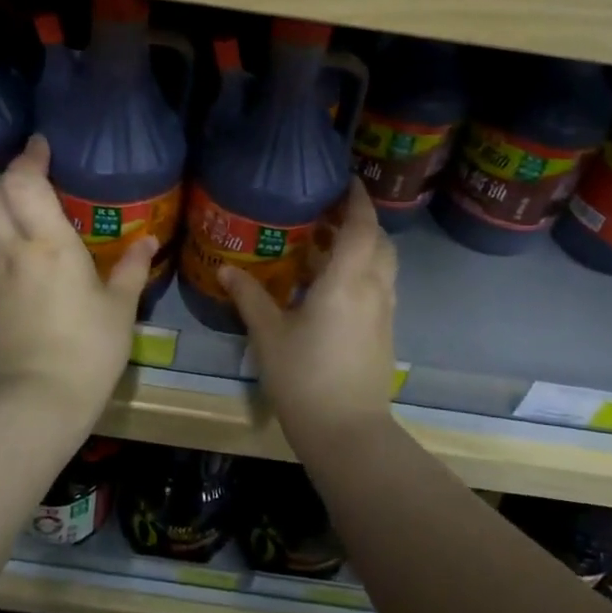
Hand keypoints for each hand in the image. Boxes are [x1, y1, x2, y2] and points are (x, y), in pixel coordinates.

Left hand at [0, 136, 154, 421]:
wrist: (38, 399)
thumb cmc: (89, 349)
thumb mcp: (120, 308)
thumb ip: (131, 268)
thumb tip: (148, 241)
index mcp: (50, 245)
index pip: (24, 183)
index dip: (29, 157)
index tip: (41, 145)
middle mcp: (14, 251)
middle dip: (7, 175)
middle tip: (33, 174)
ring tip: (23, 207)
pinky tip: (18, 247)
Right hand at [219, 179, 397, 449]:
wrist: (348, 432)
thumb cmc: (305, 376)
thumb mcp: (269, 334)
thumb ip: (250, 297)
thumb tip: (226, 270)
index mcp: (348, 280)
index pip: (362, 226)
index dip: (358, 199)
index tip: (347, 180)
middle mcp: (374, 289)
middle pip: (379, 241)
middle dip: (360, 221)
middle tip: (328, 213)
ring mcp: (384, 312)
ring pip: (383, 265)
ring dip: (363, 247)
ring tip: (326, 244)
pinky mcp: (385, 333)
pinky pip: (379, 286)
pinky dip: (363, 272)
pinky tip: (332, 285)